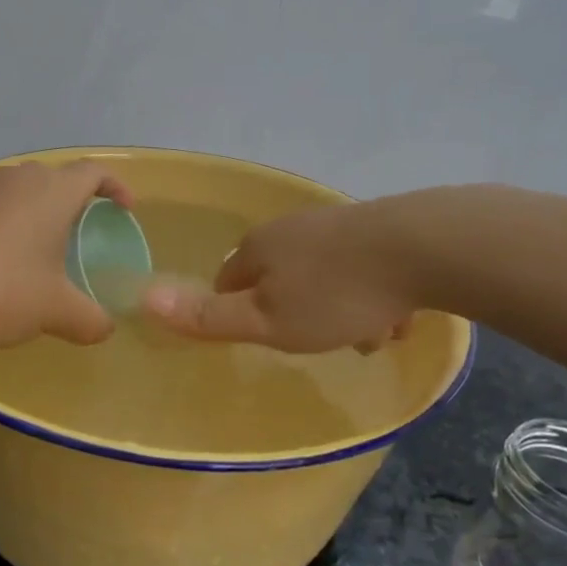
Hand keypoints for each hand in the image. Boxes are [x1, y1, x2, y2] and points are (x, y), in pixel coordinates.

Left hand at [0, 160, 132, 349]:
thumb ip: (90, 319)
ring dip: (34, 210)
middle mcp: (16, 179)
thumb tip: (105, 329)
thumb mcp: (56, 311)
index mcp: (52, 192)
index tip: (124, 209)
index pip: (93, 171)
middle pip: (54, 176)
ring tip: (37, 247)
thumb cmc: (3, 291)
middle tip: (79, 231)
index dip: (115, 186)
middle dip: (72, 198)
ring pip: (18, 189)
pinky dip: (2, 224)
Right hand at [142, 199, 418, 353]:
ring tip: (374, 333)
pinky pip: (361, 269)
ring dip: (342, 310)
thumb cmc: (335, 295)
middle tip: (326, 342)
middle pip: (280, 281)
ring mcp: (334, 223)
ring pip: (324, 277)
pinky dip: (372, 293)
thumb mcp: (266, 320)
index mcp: (259, 248)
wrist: (422, 247)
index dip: (241, 314)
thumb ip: (209, 316)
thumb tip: (145, 298)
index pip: (228, 281)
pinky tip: (398, 311)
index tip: (267, 339)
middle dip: (299, 315)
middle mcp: (291, 228)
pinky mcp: (375, 226)